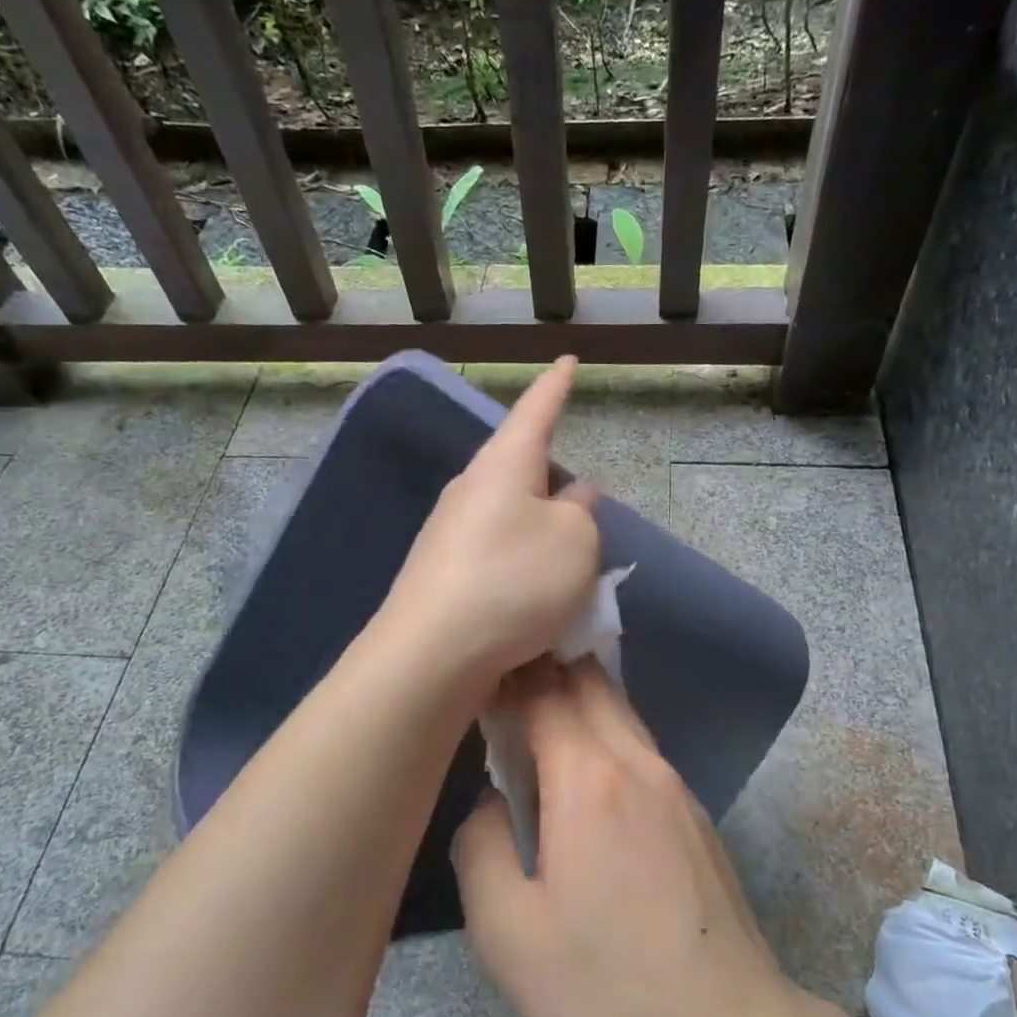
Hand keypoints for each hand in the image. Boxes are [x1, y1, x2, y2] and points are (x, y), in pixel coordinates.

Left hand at [380, 358, 600, 685]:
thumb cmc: (514, 583)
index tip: (567, 362)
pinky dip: (521, 572)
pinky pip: (496, 558)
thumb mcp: (575, 543)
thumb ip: (582, 514)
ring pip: (511, 521)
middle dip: (555, 488)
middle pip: (522, 473)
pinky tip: (535, 605)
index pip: (536, 411)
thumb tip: (572, 499)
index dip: (556, 387)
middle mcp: (470, 490)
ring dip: (541, 539)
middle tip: (585, 517)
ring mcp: (450, 534)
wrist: (432, 655)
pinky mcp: (442, 575)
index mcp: (504, 465)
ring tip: (568, 576)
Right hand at [451, 660, 792, 1016]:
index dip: (509, 673)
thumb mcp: (507, 934)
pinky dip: (606, 734)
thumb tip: (491, 801)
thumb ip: (481, 848)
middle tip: (504, 685)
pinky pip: (641, 746)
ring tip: (538, 725)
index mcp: (589, 779)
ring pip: (621, 710)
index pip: (544, 691)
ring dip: (579, 698)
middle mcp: (638, 762)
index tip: (478, 674)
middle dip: (546, 667)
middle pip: (591, 681)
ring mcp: (675, 784)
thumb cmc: (604, 987)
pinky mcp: (696, 812)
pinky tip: (587, 776)